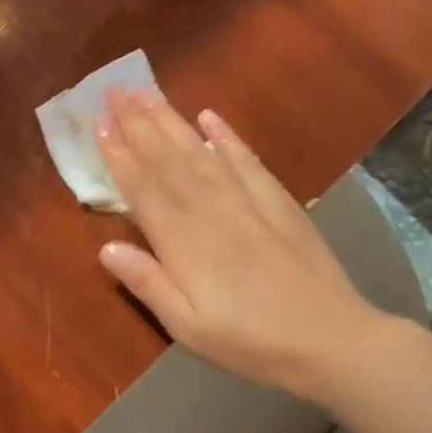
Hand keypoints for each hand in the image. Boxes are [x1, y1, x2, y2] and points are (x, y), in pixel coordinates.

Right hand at [94, 89, 394, 403]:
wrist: (332, 341)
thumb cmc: (250, 342)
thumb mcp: (188, 327)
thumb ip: (147, 283)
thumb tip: (105, 247)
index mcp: (182, 241)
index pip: (142, 188)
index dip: (118, 155)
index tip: (99, 123)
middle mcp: (210, 210)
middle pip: (167, 159)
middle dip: (137, 123)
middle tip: (114, 91)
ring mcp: (246, 202)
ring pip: (199, 152)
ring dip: (171, 121)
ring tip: (147, 92)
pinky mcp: (278, 202)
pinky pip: (246, 161)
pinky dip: (226, 137)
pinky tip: (210, 117)